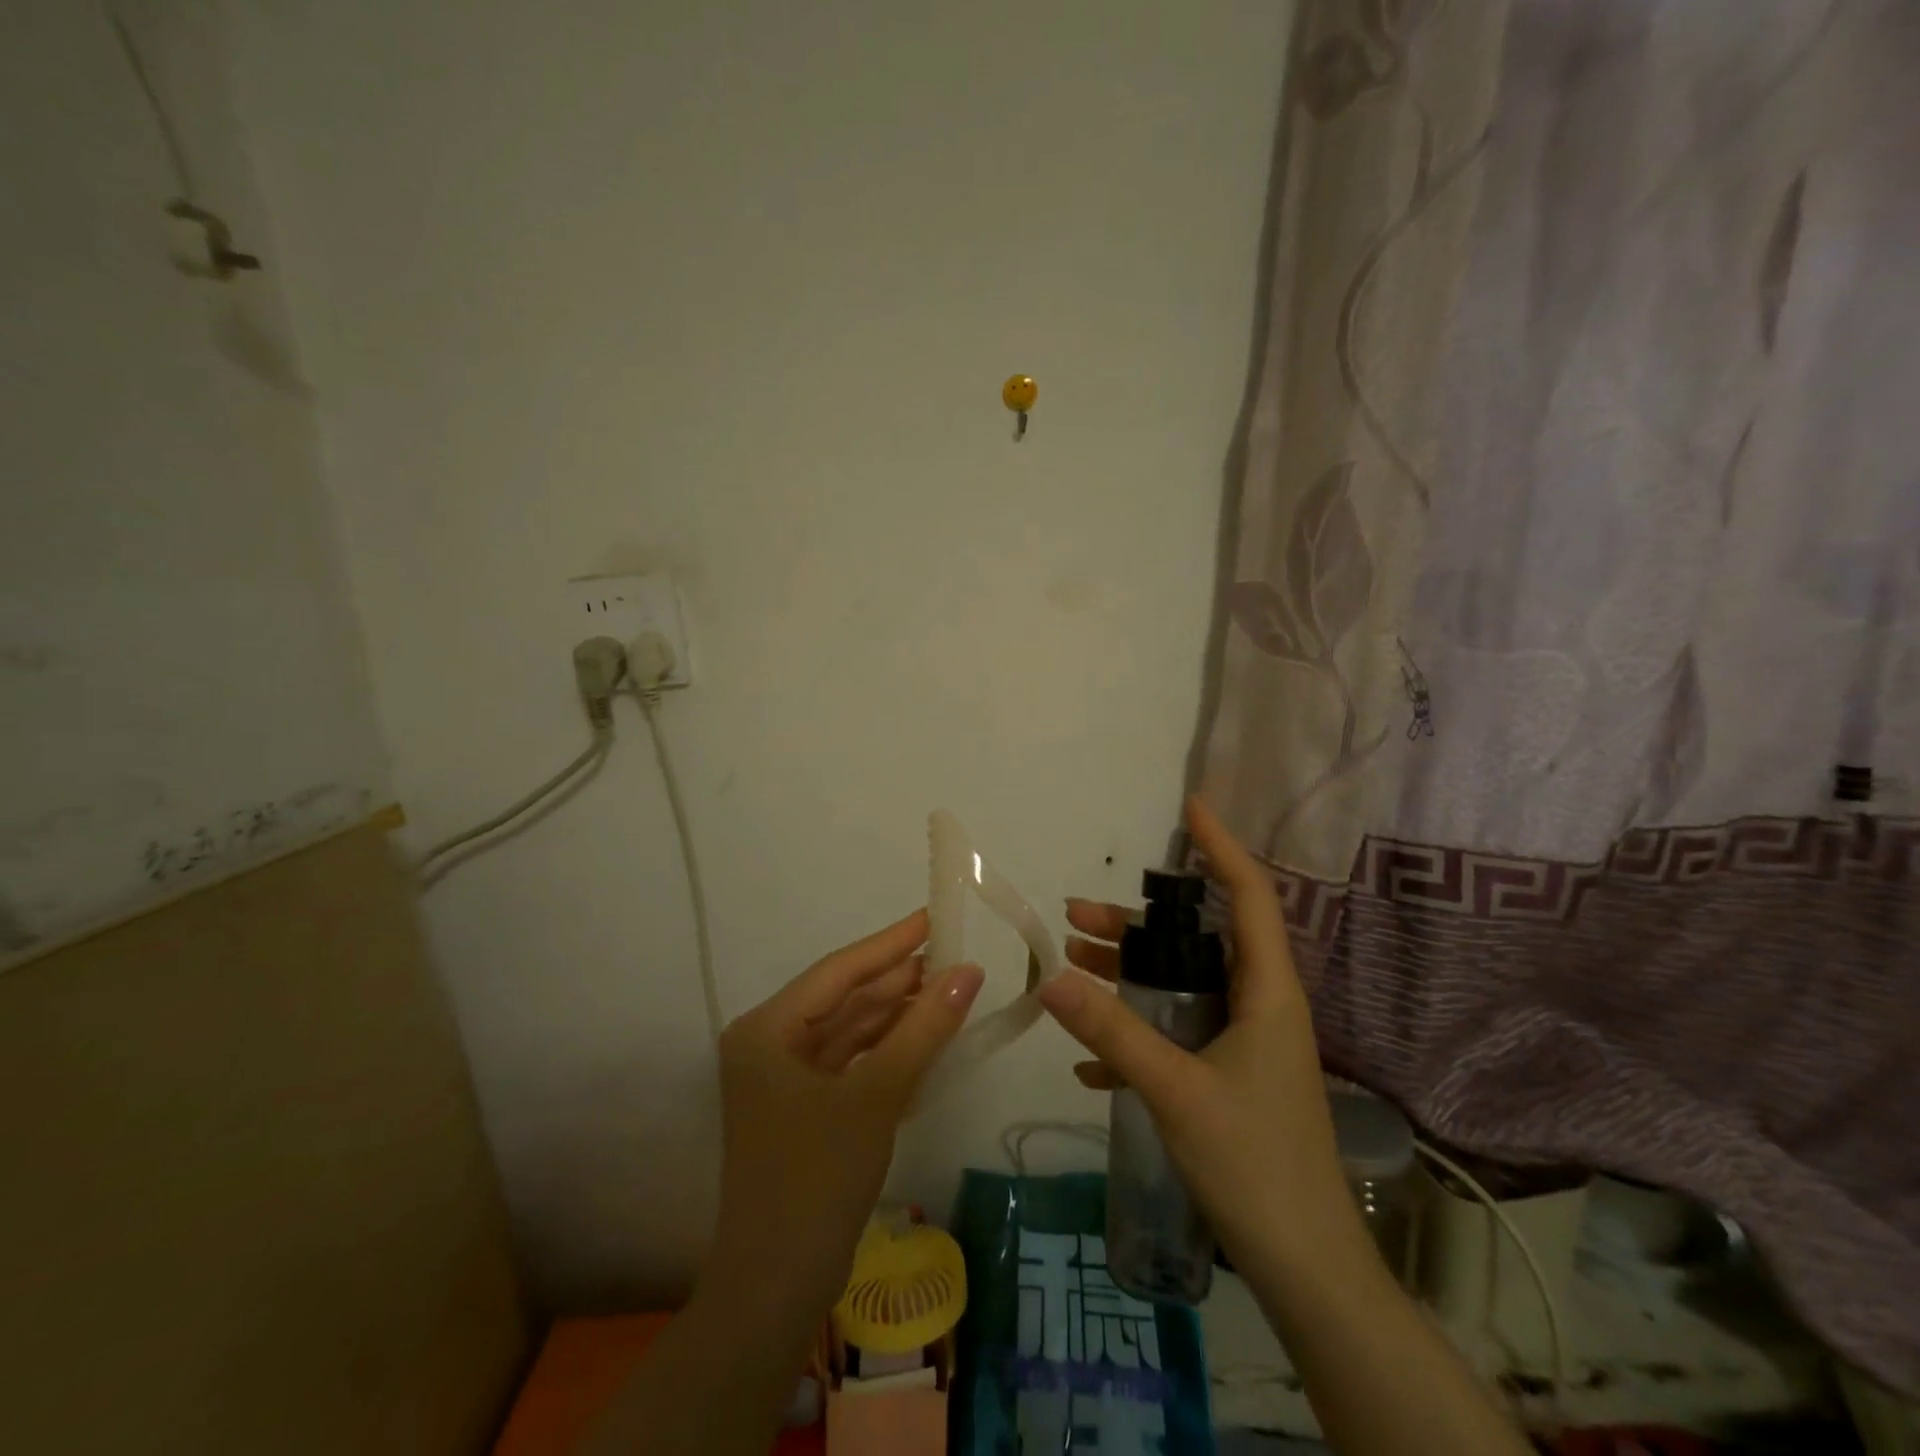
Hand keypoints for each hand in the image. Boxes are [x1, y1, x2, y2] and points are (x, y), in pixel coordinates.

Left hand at [706, 909, 984, 1317]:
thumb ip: (923, 1029)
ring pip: (850, 1030)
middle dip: (898, 980)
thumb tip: (969, 972)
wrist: (776, 1291)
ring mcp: (785, 1078)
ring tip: (950, 988)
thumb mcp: (876, 1096)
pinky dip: (888, 1049)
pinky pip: (851, 1061)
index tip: (934, 917)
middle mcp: (770, 1043)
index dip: (890, 943)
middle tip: (955, 955)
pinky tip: (926, 1034)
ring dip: (897, 1013)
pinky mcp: (804, 1107)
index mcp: (768, 1029)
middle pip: (844, 998)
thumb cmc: (817, 1179)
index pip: (839, 971)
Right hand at [1038, 798, 1357, 1267]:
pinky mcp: (1228, 1080)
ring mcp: (1244, 1044)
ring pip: (1180, 987)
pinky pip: (1176, 1036)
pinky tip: (1090, 1061)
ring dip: (1127, 975)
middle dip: (1136, 923)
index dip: (1221, 847)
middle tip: (1075, 912)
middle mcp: (1258, 1006)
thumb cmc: (1255, 1164)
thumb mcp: (1175, 1090)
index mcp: (1267, 992)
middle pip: (1196, 941)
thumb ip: (1113, 1030)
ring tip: (1068, 965)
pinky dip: (1135, 1036)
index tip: (1190, 807)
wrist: (1307, 1270)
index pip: (1248, 896)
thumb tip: (1049, 977)